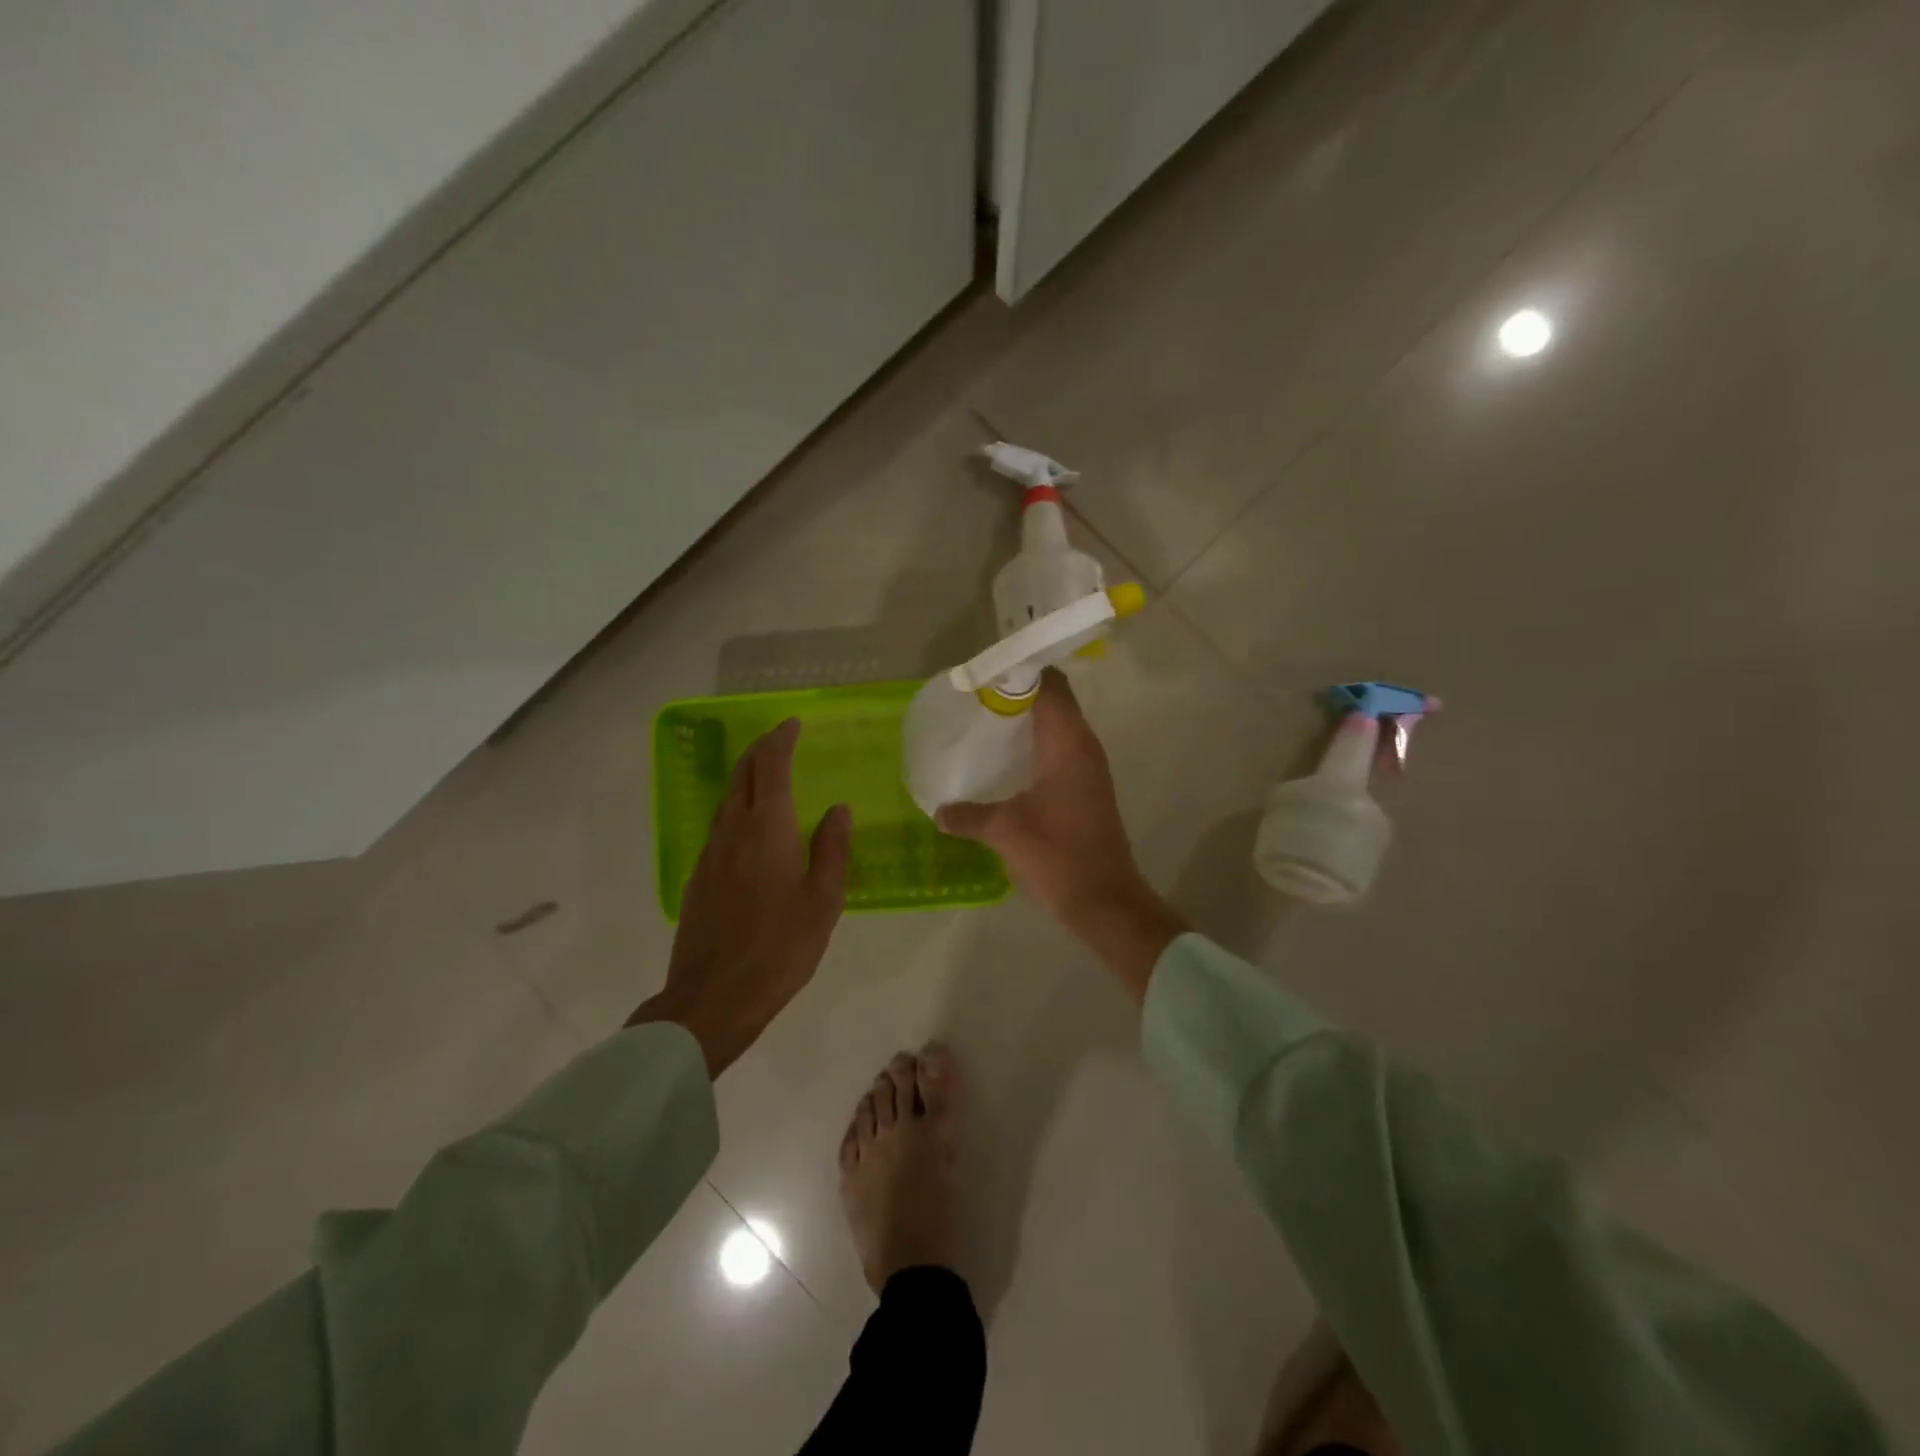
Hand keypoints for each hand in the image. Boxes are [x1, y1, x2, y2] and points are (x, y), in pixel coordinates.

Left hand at [629, 719, 851, 1075]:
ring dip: (747, 776)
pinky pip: (720, 824)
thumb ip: (832, 849)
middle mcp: (733, 831)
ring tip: (770, 774)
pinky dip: (737, 806)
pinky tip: (751, 825)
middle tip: (781, 739)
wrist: (712, 998)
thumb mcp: (823, 901)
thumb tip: (838, 809)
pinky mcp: (698, 876)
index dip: (781, 740)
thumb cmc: (780, 949)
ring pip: (727, 798)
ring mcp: (709, 853)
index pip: (771, 767)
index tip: (793, 725)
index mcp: (767, 830)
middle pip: (742, 774)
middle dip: (761, 750)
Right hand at [936, 669, 1187, 1000]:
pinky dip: (1034, 742)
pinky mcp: (1086, 788)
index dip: (1018, 671)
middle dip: (1017, 691)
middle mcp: (1083, 747)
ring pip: (1057, 725)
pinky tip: (1004, 759)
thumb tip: (938, 811)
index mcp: (1068, 744)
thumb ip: (968, 816)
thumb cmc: (1059, 856)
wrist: (1105, 901)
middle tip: (975, 696)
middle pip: (1054, 700)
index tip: (982, 672)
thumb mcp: (1005, 831)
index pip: (1049, 685)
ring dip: (1026, 718)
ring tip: (984, 720)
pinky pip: (1059, 748)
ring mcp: (1088, 768)